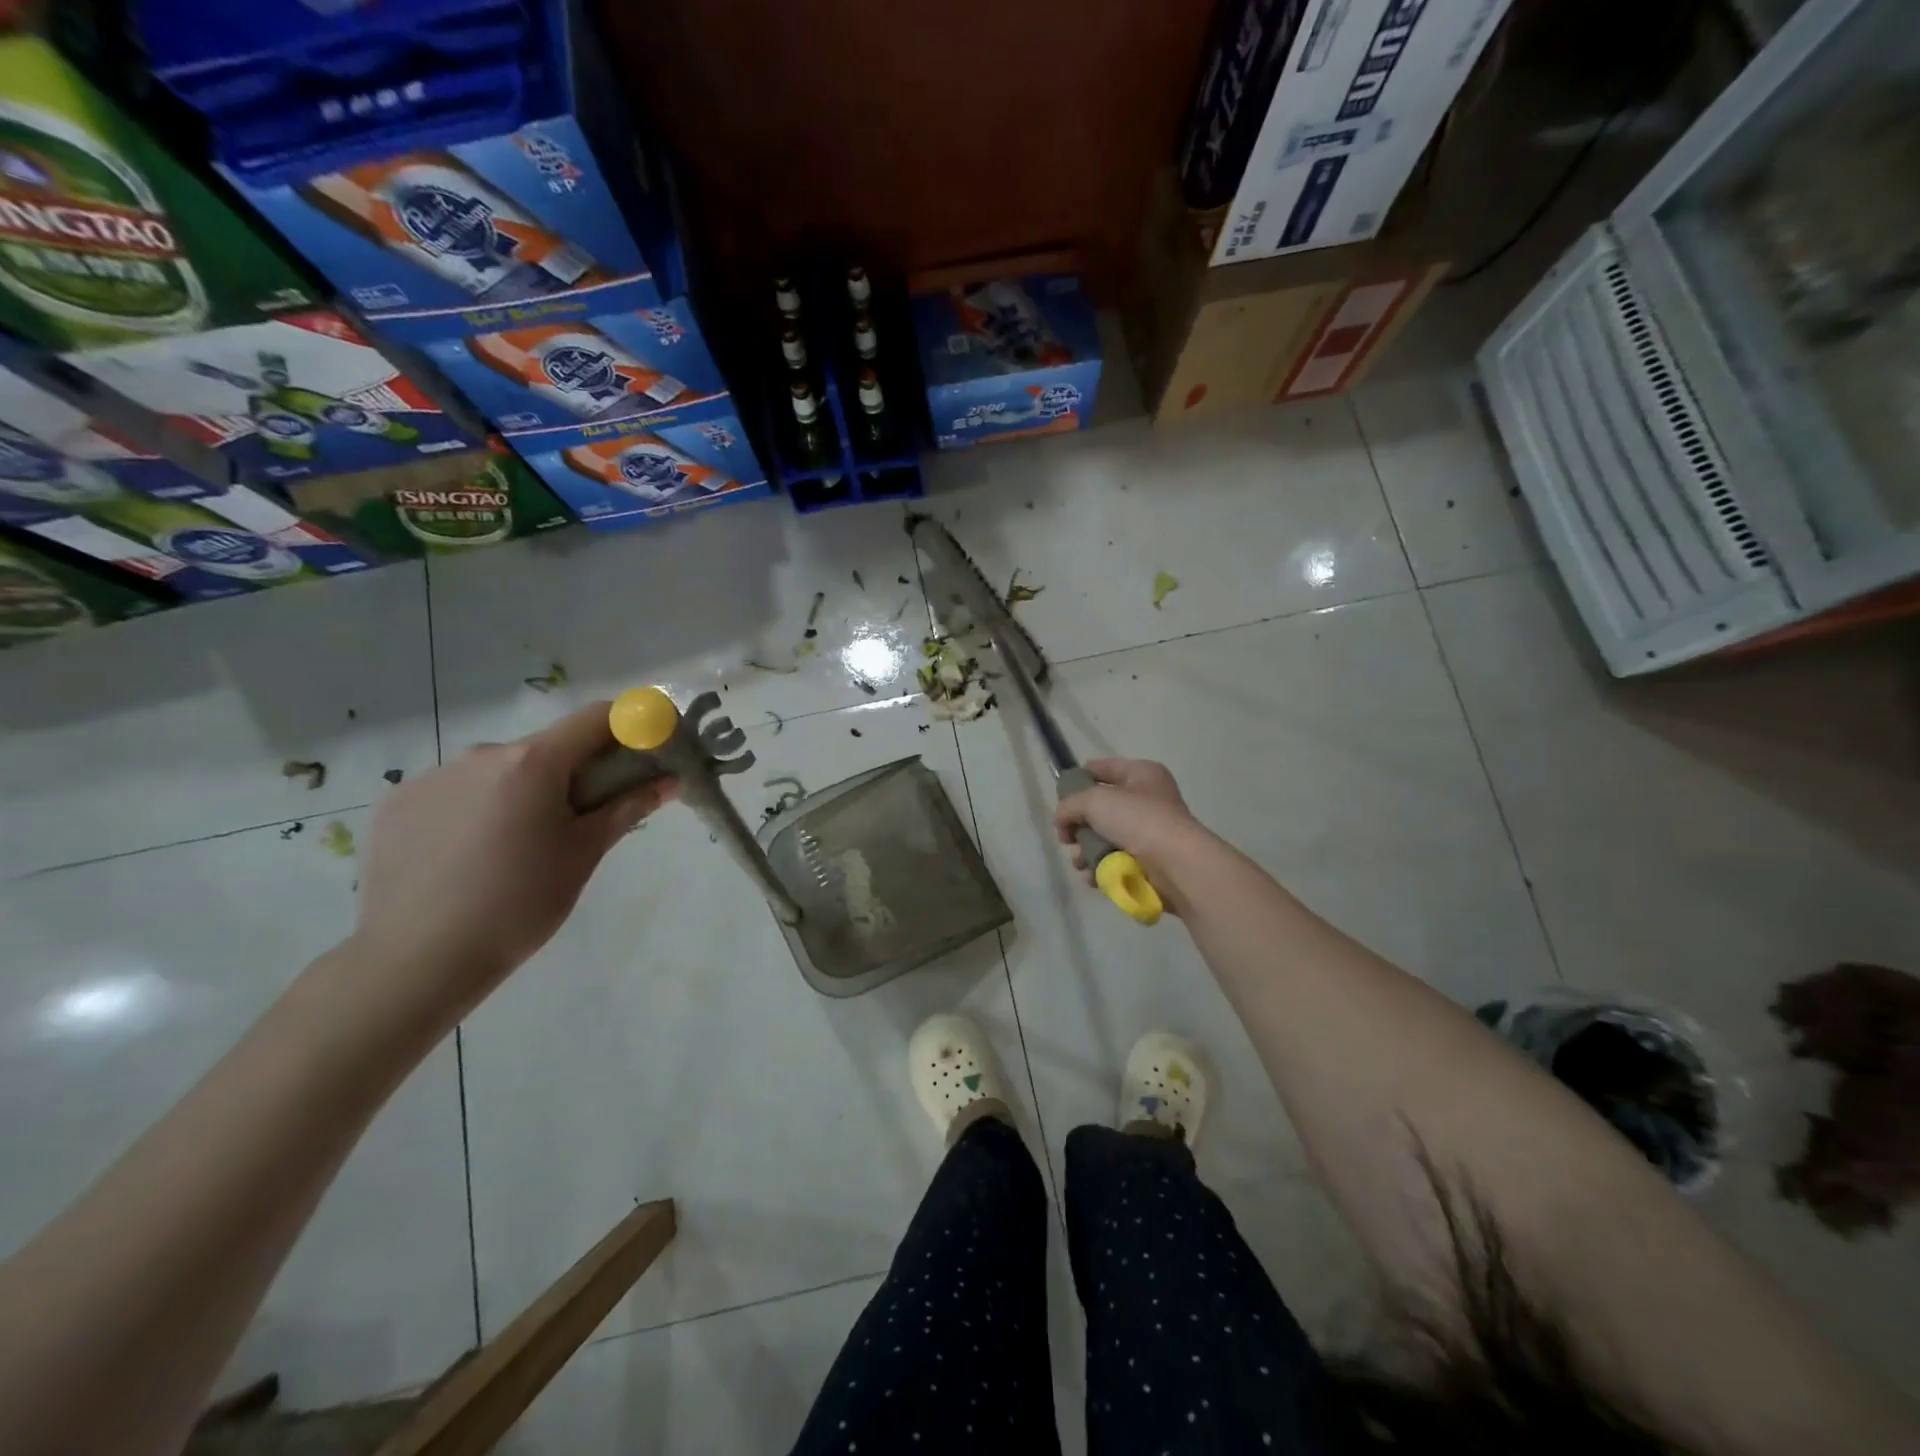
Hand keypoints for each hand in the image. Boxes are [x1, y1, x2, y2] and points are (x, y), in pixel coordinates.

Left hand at [345, 702, 677, 1024]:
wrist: (418, 960)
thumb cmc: (521, 903)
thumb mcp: (584, 854)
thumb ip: (627, 808)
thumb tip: (669, 781)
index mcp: (533, 762)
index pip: (595, 718)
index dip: (629, 726)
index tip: (644, 752)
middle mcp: (481, 754)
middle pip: (545, 747)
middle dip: (572, 772)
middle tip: (579, 820)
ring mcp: (432, 776)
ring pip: (498, 771)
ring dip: (521, 792)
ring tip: (517, 848)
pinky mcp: (398, 803)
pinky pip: (456, 792)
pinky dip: (477, 809)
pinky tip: (470, 857)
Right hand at [1054, 758, 1209, 908]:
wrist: (1175, 864)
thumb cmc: (1137, 820)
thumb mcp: (1094, 801)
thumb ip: (1069, 805)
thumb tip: (1062, 820)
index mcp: (1141, 774)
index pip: (1103, 768)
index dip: (1079, 778)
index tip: (1060, 796)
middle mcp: (1147, 799)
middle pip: (1101, 807)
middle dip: (1079, 824)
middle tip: (1066, 837)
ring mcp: (1149, 831)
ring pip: (1105, 837)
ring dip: (1086, 850)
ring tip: (1079, 862)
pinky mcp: (1149, 860)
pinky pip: (1115, 859)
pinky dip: (1100, 867)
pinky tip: (1091, 875)